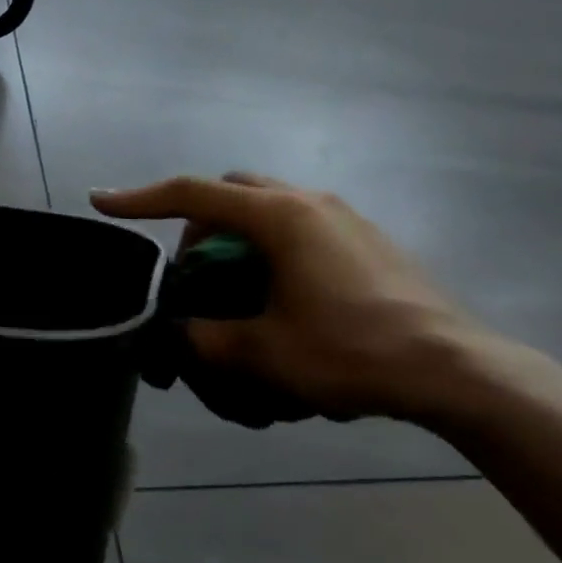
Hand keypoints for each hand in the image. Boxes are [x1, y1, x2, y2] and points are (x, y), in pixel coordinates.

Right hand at [94, 174, 493, 424]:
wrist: (458, 372)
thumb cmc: (355, 353)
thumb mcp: (265, 355)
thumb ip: (207, 340)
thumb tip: (184, 333)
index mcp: (280, 217)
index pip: (193, 194)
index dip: (141, 198)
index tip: (103, 202)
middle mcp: (309, 202)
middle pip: (231, 190)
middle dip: (199, 222)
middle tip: (194, 273)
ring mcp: (344, 217)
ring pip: (267, 206)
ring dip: (237, 236)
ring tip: (236, 288)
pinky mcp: (366, 239)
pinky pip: (299, 226)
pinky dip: (271, 247)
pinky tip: (282, 295)